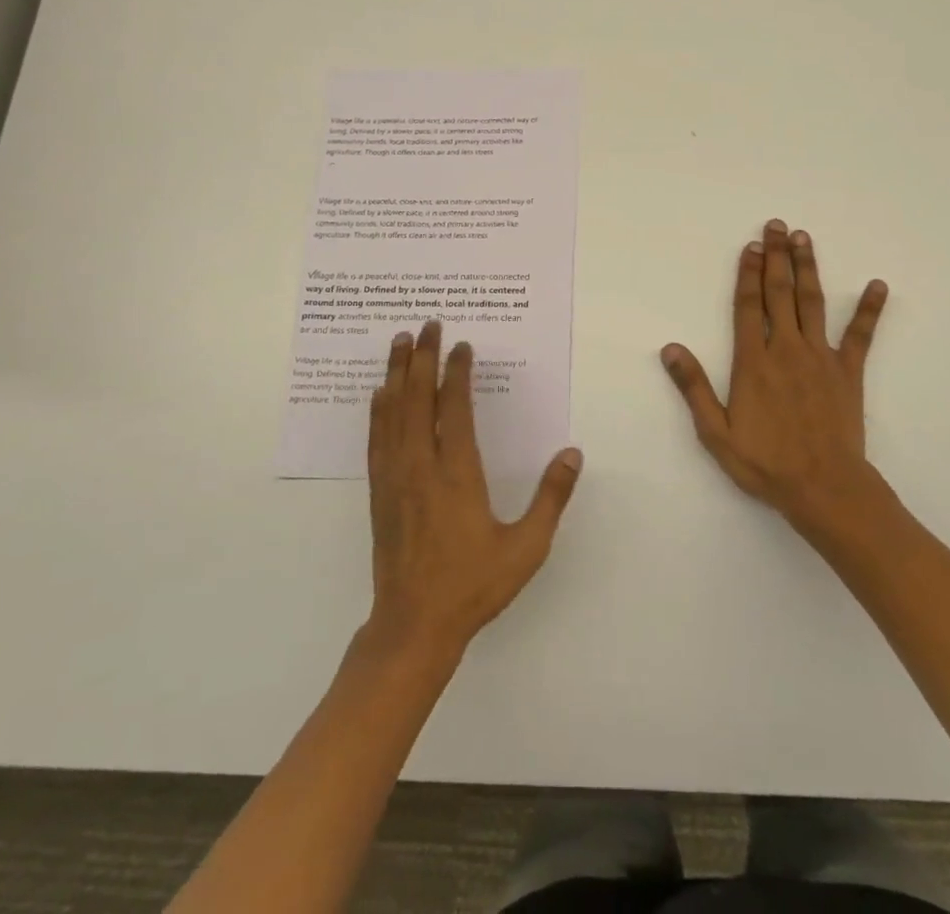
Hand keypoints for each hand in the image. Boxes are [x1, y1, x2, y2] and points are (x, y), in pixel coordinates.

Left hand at [366, 322, 582, 656]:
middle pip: (417, 399)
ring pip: (392, 412)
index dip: (457, 373)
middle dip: (422, 357)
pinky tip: (378, 393)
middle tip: (427, 323)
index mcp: (457, 475)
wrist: (414, 626)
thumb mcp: (526, 547)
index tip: (461, 345)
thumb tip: (572, 453)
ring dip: (395, 373)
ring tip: (399, 341)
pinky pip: (377, 438)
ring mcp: (395, 478)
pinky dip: (378, 409)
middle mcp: (421, 467)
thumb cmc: (473, 586)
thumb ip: (551, 498)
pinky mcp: (379, 492)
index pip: (455, 408)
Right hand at [660, 219, 887, 530]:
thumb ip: (694, 388)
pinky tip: (878, 285)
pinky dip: (869, 309)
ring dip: (808, 268)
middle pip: (779, 294)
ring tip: (804, 238)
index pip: (748, 307)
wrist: (824, 488)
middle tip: (776, 225)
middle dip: (776, 257)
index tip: (750, 246)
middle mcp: (786, 349)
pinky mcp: (848, 371)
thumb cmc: (765, 463)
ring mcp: (821, 357)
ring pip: (812, 303)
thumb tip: (670, 348)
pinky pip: (861, 335)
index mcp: (753, 362)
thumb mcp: (715, 433)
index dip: (748, 274)